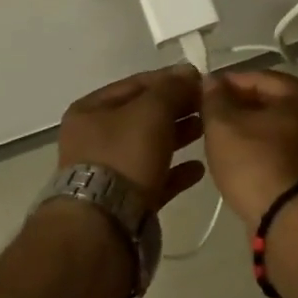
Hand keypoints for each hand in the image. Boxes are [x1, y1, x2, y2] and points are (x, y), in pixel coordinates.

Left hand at [57, 64, 204, 209]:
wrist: (104, 225)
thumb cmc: (124, 155)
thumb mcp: (151, 111)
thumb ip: (172, 89)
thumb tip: (188, 72)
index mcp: (90, 110)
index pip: (135, 84)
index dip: (169, 79)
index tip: (200, 80)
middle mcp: (94, 138)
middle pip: (142, 115)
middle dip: (176, 108)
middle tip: (207, 106)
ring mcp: (107, 171)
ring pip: (149, 146)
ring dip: (178, 136)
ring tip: (207, 131)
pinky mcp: (123, 201)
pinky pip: (154, 178)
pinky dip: (175, 171)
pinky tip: (198, 169)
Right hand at [201, 69, 297, 226]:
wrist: (294, 224)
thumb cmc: (258, 163)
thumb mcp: (224, 125)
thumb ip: (215, 98)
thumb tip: (211, 81)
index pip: (258, 78)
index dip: (226, 84)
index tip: (201, 96)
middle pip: (270, 105)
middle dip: (238, 110)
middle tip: (209, 121)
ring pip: (276, 133)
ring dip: (250, 135)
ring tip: (221, 146)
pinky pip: (283, 157)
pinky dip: (263, 157)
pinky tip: (242, 168)